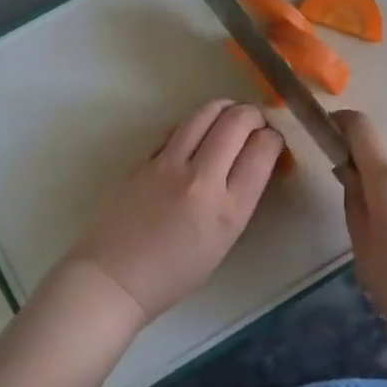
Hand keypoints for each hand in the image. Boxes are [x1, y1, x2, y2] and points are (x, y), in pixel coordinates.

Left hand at [55, 100, 282, 325]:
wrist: (114, 279)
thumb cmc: (174, 273)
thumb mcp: (223, 241)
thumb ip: (239, 198)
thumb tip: (250, 160)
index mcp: (229, 209)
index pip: (262, 150)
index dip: (273, 138)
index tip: (271, 140)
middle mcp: (202, 180)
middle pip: (237, 122)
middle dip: (253, 114)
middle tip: (255, 120)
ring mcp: (168, 165)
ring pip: (205, 113)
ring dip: (224, 107)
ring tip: (230, 113)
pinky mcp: (144, 160)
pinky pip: (177, 129)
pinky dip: (195, 125)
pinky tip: (197, 133)